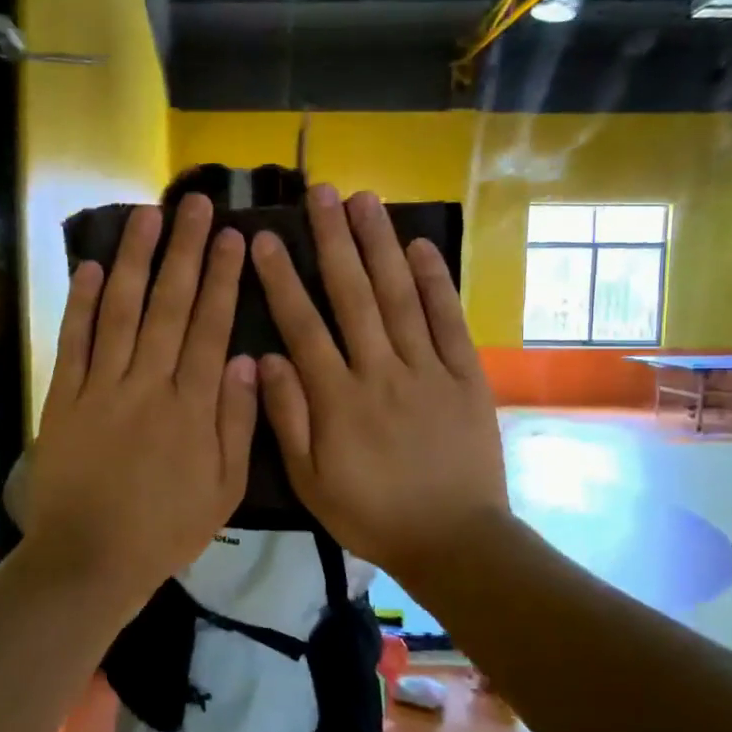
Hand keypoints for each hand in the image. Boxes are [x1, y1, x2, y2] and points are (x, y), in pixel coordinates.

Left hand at [19, 196, 258, 604]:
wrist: (91, 559)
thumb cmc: (165, 529)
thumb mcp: (223, 489)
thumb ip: (237, 423)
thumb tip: (248, 360)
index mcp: (192, 407)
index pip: (211, 327)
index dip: (222, 279)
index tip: (232, 237)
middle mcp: (148, 384)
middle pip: (169, 306)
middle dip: (185, 251)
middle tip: (196, 204)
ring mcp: (101, 388)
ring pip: (122, 312)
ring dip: (136, 260)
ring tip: (148, 216)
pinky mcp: (64, 399)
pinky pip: (73, 343)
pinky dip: (81, 304)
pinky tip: (91, 267)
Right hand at [251, 186, 508, 585]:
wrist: (453, 539)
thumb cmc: (371, 513)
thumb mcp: (311, 481)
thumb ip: (287, 418)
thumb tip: (265, 358)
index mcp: (338, 398)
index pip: (303, 325)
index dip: (282, 279)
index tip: (266, 238)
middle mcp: (381, 371)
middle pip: (353, 295)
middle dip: (334, 240)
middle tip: (321, 192)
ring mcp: (428, 369)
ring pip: (400, 296)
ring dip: (381, 245)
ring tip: (365, 199)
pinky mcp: (465, 376)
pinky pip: (449, 321)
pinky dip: (436, 281)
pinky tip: (421, 245)